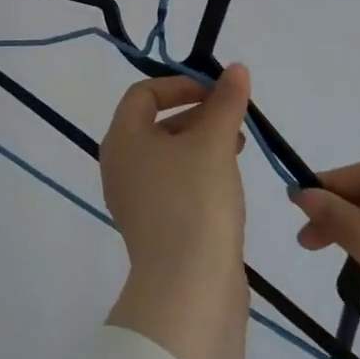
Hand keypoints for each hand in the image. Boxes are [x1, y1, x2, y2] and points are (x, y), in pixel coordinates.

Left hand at [100, 67, 251, 282]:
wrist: (188, 290)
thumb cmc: (195, 200)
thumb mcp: (214, 142)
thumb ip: (225, 102)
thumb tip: (236, 69)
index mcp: (122, 139)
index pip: (144, 93)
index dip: (180, 84)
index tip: (217, 90)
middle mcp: (119, 166)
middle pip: (156, 124)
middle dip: (197, 114)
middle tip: (235, 117)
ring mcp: (134, 201)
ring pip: (168, 156)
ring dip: (202, 143)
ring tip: (239, 147)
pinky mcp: (155, 229)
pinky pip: (174, 186)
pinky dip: (199, 173)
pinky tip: (229, 181)